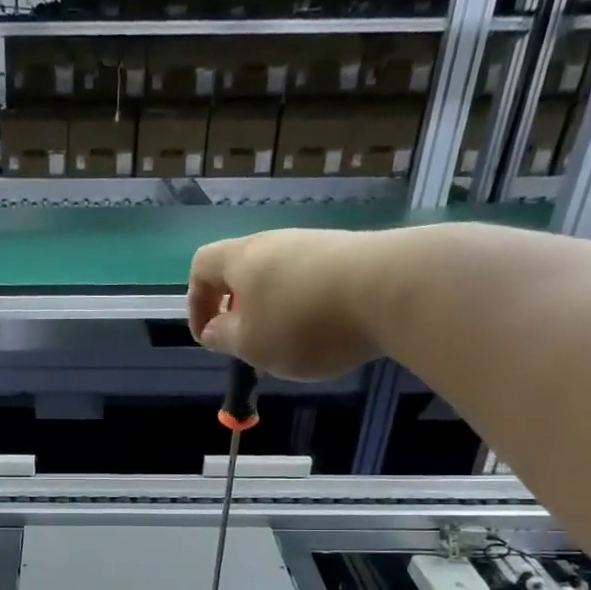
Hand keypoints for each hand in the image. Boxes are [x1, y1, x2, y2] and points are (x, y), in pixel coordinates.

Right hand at [188, 228, 386, 380]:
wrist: (393, 289)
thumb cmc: (304, 322)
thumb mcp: (252, 344)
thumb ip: (225, 338)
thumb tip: (213, 330)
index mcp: (242, 259)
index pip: (201, 267)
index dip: (197, 303)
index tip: (208, 337)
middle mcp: (276, 243)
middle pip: (244, 270)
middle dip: (240, 310)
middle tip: (250, 345)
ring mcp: (317, 245)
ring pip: (282, 278)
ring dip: (277, 311)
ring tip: (293, 346)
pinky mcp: (352, 255)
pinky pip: (316, 282)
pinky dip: (311, 308)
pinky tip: (329, 333)